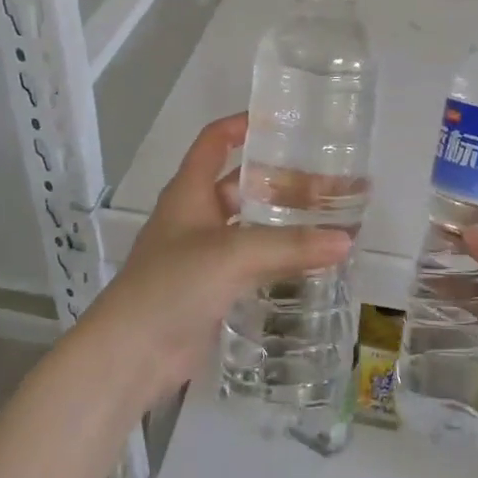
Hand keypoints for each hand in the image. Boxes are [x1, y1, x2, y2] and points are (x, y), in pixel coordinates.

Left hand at [84, 113, 351, 401]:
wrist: (131, 355)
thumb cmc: (172, 284)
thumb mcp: (232, 255)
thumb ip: (289, 246)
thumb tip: (346, 241)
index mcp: (189, 191)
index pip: (214, 141)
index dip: (241, 125)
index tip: (281, 121)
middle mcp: (195, 216)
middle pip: (240, 185)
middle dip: (279, 181)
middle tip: (326, 181)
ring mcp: (202, 255)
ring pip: (249, 227)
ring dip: (282, 222)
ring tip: (328, 219)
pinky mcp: (212, 290)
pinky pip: (251, 264)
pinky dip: (277, 259)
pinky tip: (310, 263)